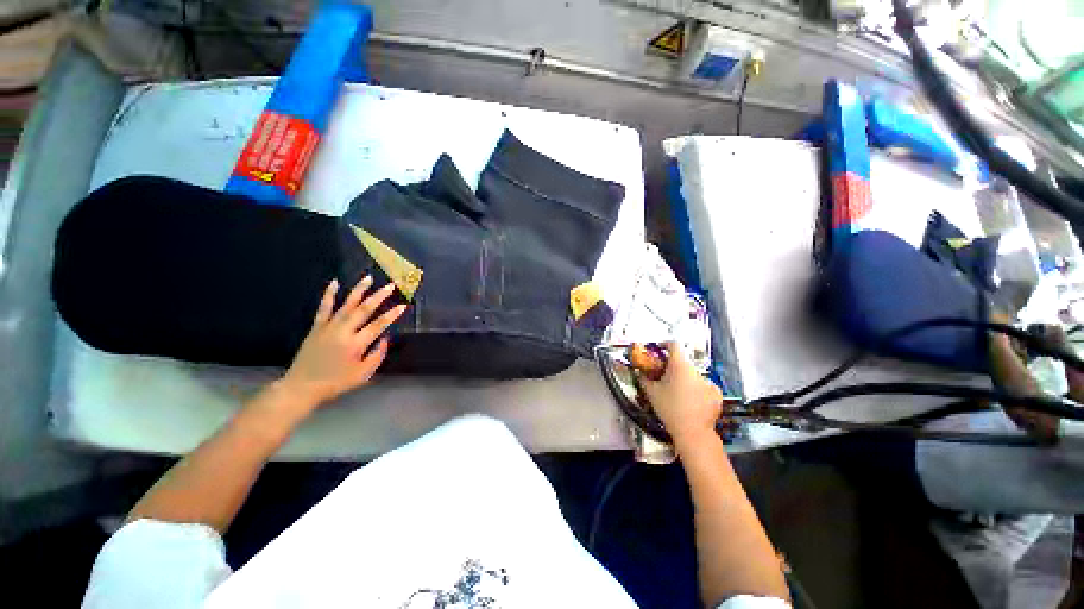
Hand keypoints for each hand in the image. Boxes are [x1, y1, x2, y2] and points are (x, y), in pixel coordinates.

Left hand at [280, 276, 406, 406]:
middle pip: (364, 309)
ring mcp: (329, 327)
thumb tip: (385, 339)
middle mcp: (343, 331)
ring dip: (359, 290)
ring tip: (369, 278)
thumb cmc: (336, 382)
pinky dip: (329, 294)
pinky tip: (334, 283)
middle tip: (391, 285)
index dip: (392, 315)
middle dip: (379, 296)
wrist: (302, 386)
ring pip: (346, 304)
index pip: (379, 325)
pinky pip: (324, 307)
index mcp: (356, 343)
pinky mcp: (317, 327)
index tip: (403, 305)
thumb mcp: (363, 374)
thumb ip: (377, 356)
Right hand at [637, 341, 722, 447]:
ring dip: (685, 380)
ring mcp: (708, 381)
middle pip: (682, 362)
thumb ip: (644, 378)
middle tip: (665, 378)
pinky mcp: (716, 393)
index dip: (665, 344)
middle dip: (673, 368)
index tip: (660, 349)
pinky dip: (697, 390)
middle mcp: (695, 370)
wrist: (692, 431)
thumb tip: (640, 372)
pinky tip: (691, 401)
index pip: (674, 344)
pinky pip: (704, 386)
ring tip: (678, 394)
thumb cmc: (669, 409)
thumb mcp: (651, 392)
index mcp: (679, 365)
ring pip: (693, 375)